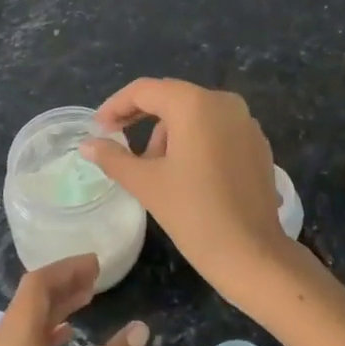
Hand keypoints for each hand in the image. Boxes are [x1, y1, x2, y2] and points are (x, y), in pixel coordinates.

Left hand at [0, 255, 147, 345]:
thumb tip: (139, 327)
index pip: (35, 289)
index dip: (66, 270)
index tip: (99, 264)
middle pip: (25, 304)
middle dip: (62, 286)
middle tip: (100, 280)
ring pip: (17, 326)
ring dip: (51, 310)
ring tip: (88, 301)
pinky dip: (39, 335)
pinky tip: (63, 339)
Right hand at [81, 78, 295, 308]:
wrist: (253, 254)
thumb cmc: (194, 214)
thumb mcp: (146, 183)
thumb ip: (113, 157)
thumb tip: (87, 145)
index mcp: (194, 104)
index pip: (144, 91)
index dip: (116, 106)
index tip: (98, 129)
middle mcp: (223, 101)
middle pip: (171, 98)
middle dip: (141, 118)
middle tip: (117, 143)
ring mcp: (245, 121)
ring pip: (194, 113)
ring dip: (168, 132)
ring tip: (154, 168)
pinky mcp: (257, 143)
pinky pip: (216, 128)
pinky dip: (195, 140)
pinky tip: (186, 173)